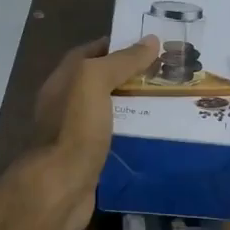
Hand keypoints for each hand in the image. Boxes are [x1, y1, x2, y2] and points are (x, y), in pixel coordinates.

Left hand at [25, 35, 159, 229]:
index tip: (149, 45)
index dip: (116, 46)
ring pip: (110, 112)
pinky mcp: (90, 159)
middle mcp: (66, 105)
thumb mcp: (94, 82)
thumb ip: (120, 61)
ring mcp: (77, 134)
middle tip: (167, 73)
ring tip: (169, 101)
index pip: (88, 54)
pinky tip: (157, 134)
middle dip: (130, 76)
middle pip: (101, 82)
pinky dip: (133, 133)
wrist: (60, 189)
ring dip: (135, 105)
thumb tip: (150, 41)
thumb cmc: (74, 129)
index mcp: (63, 81)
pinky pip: (115, 139)